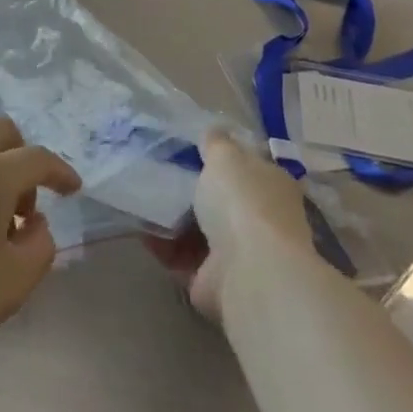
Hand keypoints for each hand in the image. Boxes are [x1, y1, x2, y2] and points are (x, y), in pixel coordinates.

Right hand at [144, 129, 315, 322]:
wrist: (249, 273)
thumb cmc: (242, 202)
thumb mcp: (226, 156)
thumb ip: (216, 142)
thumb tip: (213, 131)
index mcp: (271, 184)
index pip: (246, 166)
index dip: (219, 157)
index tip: (186, 148)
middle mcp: (260, 218)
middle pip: (219, 199)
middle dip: (191, 189)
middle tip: (157, 171)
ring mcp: (239, 253)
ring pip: (198, 229)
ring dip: (172, 218)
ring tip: (141, 197)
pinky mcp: (214, 280)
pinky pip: (182, 256)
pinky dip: (163, 245)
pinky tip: (141, 228)